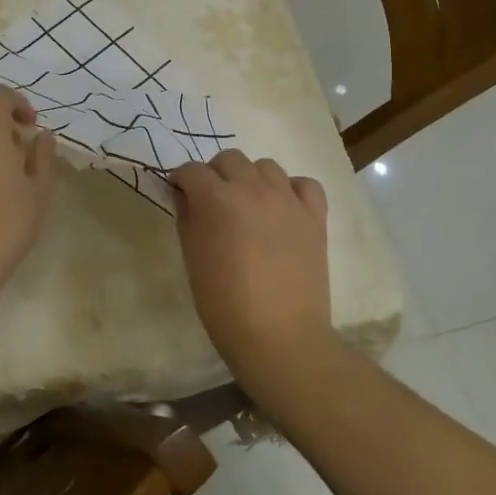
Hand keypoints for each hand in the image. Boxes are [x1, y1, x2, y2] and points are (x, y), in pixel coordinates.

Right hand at [171, 150, 335, 384]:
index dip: (182, 181)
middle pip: (229, 159)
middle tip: (212, 201)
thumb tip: (186, 197)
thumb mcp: (192, 258)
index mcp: (217, 200)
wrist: (279, 335)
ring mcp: (288, 200)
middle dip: (215, 174)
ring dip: (250, 178)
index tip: (180, 195)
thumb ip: (187, 219)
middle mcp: (253, 189)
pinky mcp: (315, 215)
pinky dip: (290, 189)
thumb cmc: (224, 303)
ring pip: (266, 166)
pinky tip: (282, 209)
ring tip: (248, 205)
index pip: (192, 171)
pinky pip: (304, 184)